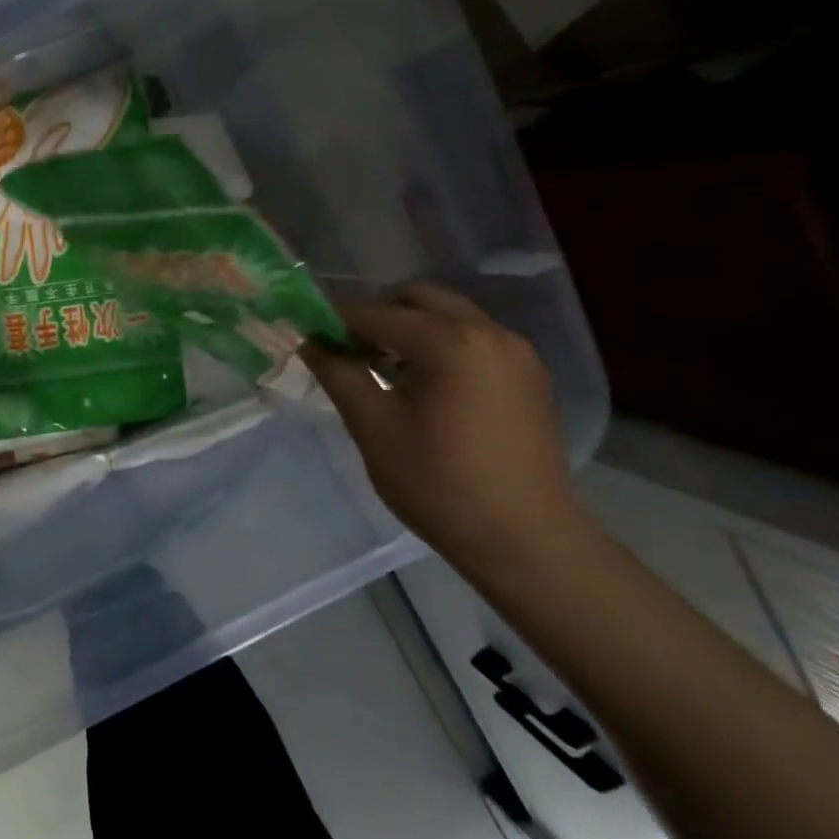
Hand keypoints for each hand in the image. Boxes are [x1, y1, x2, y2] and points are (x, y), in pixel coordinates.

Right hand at [304, 283, 583, 571]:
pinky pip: (474, 339)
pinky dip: (441, 345)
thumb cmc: (439, 483)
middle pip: (418, 298)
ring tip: (383, 369)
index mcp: (449, 341)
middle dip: (377, 315)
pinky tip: (423, 385)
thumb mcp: (373, 427)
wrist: (526, 539)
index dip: (335, 322)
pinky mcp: (529, 375)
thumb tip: (310, 342)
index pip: (375, 312)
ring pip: (449, 315)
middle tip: (348, 351)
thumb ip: (338, 374)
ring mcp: (516, 352)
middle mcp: (488, 332)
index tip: (310, 339)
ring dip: (410, 329)